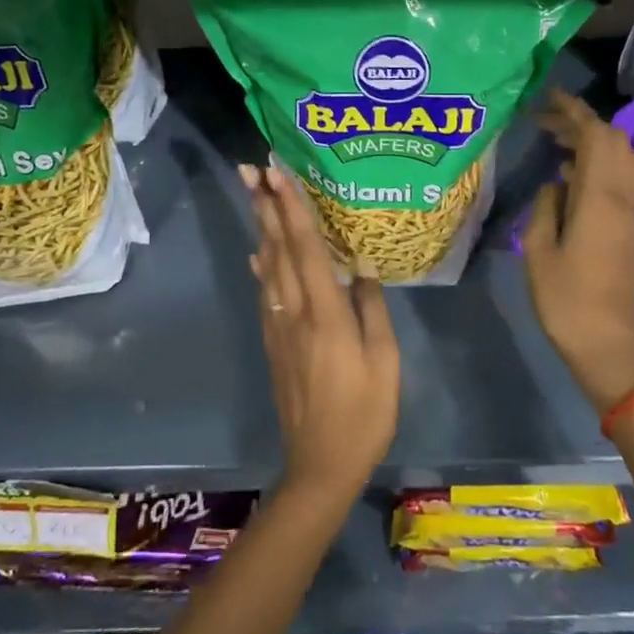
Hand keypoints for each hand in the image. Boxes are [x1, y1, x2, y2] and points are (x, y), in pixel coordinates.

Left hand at [243, 164, 399, 506]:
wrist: (320, 464)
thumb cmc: (364, 414)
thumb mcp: (385, 362)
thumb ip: (372, 309)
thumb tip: (362, 265)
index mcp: (326, 314)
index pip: (305, 248)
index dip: (291, 208)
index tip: (277, 174)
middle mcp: (294, 312)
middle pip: (277, 249)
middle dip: (265, 206)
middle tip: (249, 169)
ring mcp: (279, 328)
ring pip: (267, 268)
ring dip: (261, 228)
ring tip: (254, 197)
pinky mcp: (274, 344)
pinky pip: (266, 293)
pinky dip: (261, 267)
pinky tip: (258, 254)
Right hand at [522, 92, 633, 413]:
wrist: (606, 341)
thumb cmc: (564, 298)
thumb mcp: (538, 249)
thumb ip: (546, 206)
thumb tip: (556, 183)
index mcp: (600, 198)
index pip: (595, 136)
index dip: (574, 111)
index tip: (548, 98)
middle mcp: (624, 197)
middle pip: (614, 140)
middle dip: (582, 122)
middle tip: (545, 122)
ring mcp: (632, 212)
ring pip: (621, 158)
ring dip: (593, 141)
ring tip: (555, 142)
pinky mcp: (632, 226)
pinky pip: (621, 178)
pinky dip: (599, 162)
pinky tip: (570, 174)